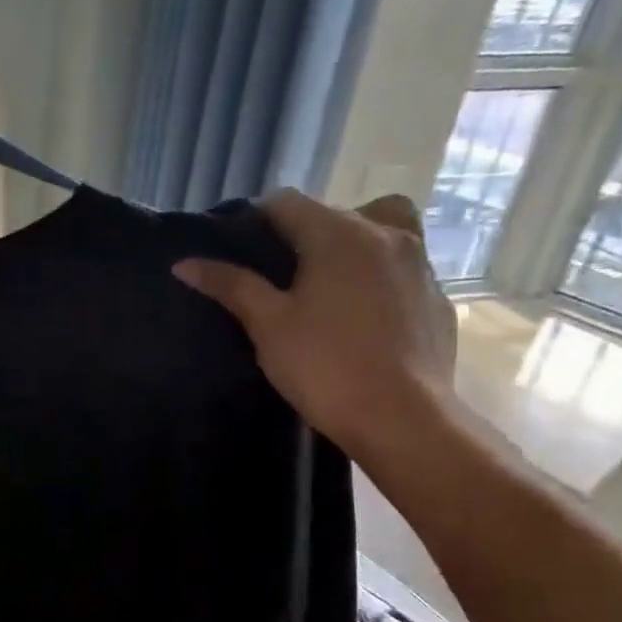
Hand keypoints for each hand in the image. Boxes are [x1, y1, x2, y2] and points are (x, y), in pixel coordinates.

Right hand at [172, 190, 458, 468]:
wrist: (402, 418)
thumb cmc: (324, 365)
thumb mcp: (266, 323)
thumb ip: (230, 285)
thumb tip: (184, 263)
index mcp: (339, 234)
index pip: (287, 202)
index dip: (258, 220)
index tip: (241, 253)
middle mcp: (386, 235)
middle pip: (336, 211)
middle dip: (304, 232)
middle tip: (278, 275)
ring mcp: (420, 265)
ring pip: (382, 231)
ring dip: (350, 245)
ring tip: (326, 286)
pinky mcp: (437, 297)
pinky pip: (402, 268)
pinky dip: (379, 277)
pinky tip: (359, 317)